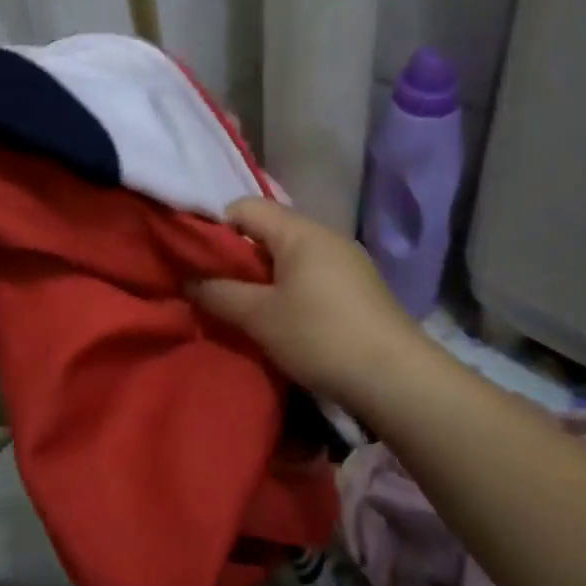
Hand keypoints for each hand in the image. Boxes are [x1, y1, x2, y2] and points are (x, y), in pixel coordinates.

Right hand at [189, 196, 426, 413]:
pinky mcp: (359, 286)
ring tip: (245, 307)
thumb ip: (218, 293)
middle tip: (215, 287)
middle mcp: (325, 235)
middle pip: (268, 230)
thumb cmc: (320, 337)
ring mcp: (347, 260)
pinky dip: (289, 287)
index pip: (245, 207)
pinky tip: (283, 318)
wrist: (396, 378)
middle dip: (238, 256)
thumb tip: (189, 280)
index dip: (214, 228)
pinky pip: (311, 273)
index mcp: (300, 231)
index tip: (196, 260)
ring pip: (290, 255)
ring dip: (263, 276)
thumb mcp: (260, 317)